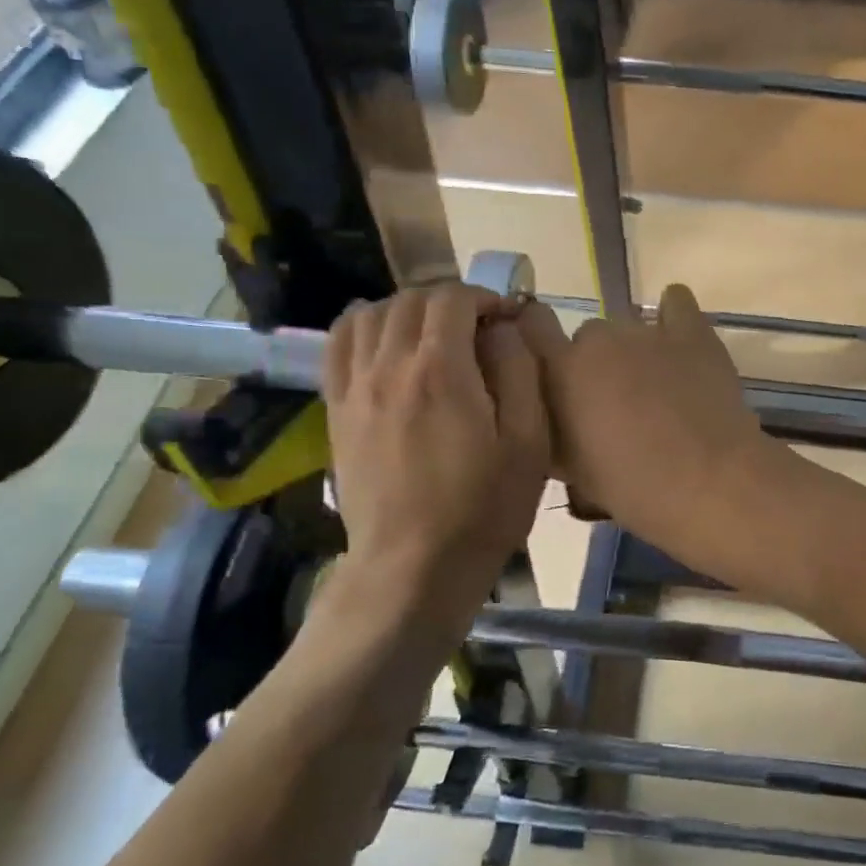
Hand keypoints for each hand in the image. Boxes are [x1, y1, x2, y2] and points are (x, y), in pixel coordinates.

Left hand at [321, 285, 548, 638]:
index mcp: (441, 370)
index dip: (485, 298)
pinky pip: (337, 346)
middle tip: (477, 329)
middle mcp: (389, 366)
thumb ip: (521, 371)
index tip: (506, 319)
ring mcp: (355, 388)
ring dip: (405, 310)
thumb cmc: (484, 506)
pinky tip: (384, 345)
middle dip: (449, 302)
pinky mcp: (336, 412)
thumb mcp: (529, 441)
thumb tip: (505, 328)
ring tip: (431, 334)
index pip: (453, 300)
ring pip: (368, 315)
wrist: (414, 566)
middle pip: (410, 301)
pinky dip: (362, 329)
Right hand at [519, 285, 779, 550]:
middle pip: (589, 335)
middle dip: (597, 361)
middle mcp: (599, 339)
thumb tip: (547, 410)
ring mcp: (647, 331)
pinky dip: (674, 317)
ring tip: (657, 384)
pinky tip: (680, 344)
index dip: (539, 337)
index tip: (551, 360)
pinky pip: (676, 302)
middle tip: (615, 398)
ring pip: (629, 325)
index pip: (532, 324)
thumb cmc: (631, 486)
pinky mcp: (692, 331)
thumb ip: (549, 427)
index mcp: (561, 370)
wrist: (705, 483)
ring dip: (635, 349)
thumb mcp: (570, 468)